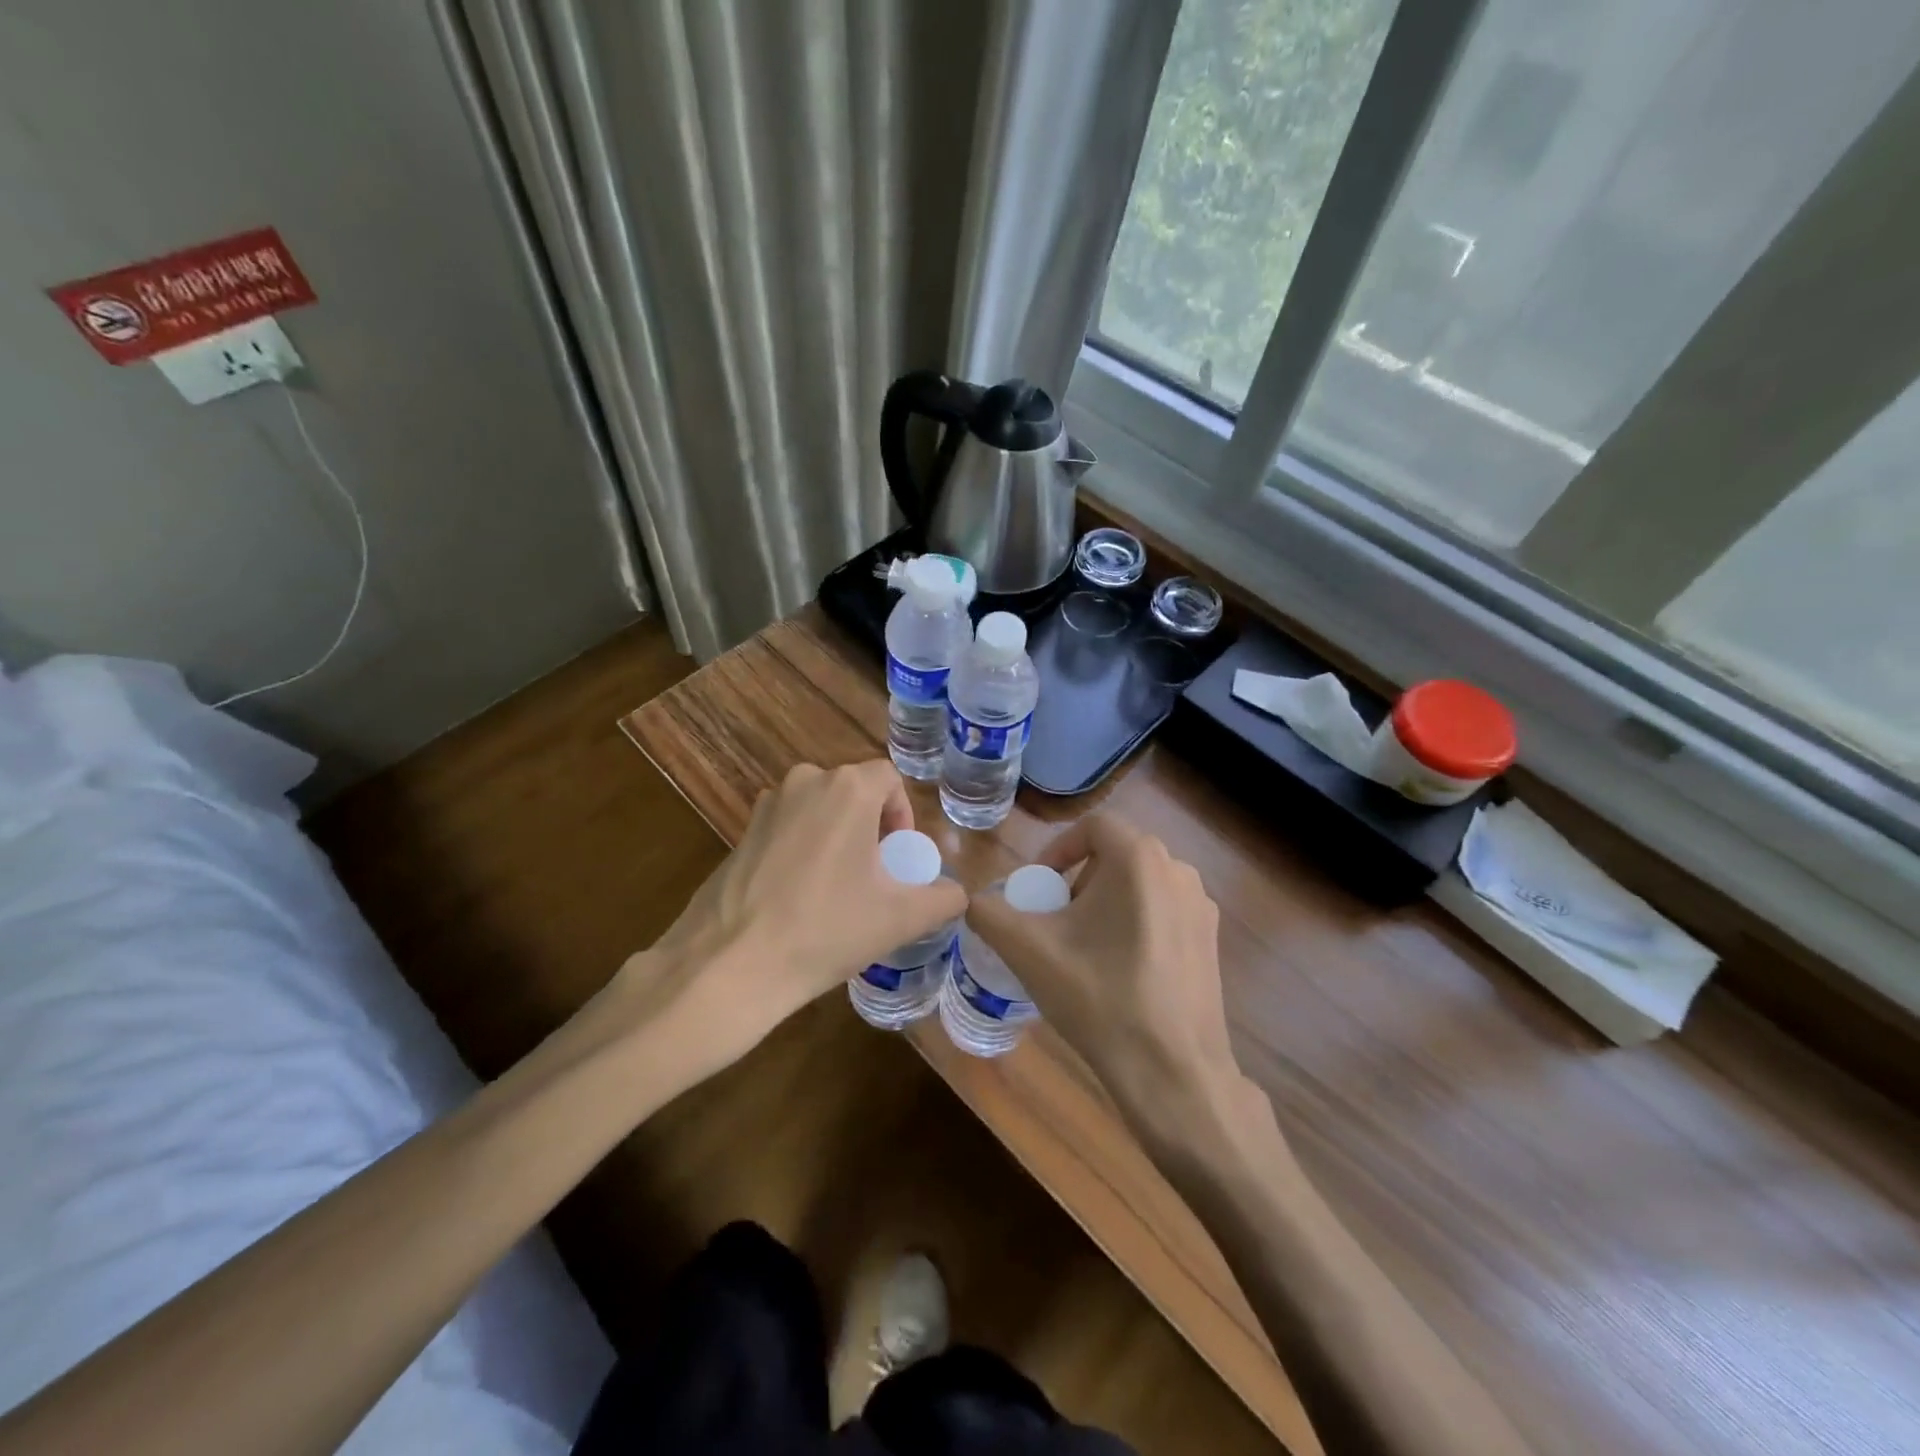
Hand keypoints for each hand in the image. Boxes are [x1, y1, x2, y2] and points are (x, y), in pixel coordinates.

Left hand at [626, 761, 966, 1073]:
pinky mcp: (740, 831)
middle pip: (853, 791)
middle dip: (870, 826)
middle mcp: (805, 781)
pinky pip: (787, 827)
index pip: (889, 778)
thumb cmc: (826, 929)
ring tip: (837, 888)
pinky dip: (802, 848)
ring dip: (836, 836)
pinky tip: (798, 895)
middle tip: (874, 875)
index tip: (898, 857)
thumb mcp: (900, 918)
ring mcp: (766, 804)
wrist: (732, 964)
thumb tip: (957, 894)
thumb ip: (943, 899)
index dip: (902, 813)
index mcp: (847, 788)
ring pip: (818, 809)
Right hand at [967, 813, 1240, 1131]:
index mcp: (1139, 859)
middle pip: (1115, 856)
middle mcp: (1178, 870)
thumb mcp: (1028, 950)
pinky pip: (1162, 913)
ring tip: (1082, 948)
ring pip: (1139, 886)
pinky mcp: (1211, 941)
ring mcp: (1201, 907)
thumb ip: (989, 913)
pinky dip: (1134, 925)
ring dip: (1104, 904)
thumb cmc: (1099, 998)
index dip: (1056, 851)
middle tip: (1054, 921)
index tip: (1037, 889)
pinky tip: (1118, 971)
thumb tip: (974, 900)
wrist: (1172, 1072)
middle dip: (1077, 881)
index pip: (1091, 828)